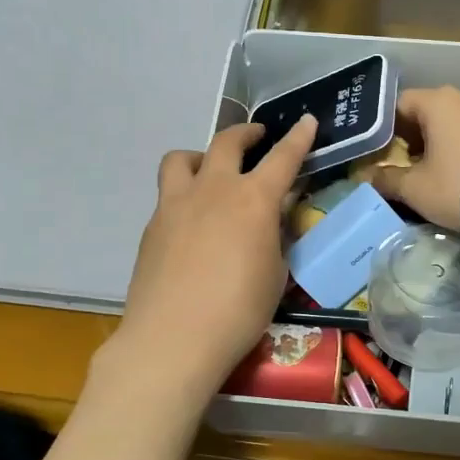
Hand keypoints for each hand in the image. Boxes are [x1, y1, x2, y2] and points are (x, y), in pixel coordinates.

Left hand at [110, 114, 317, 398]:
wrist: (173, 338)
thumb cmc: (238, 312)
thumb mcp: (275, 275)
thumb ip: (274, 239)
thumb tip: (270, 222)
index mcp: (253, 200)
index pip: (283, 158)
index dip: (298, 138)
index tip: (306, 121)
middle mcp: (213, 190)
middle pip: (227, 142)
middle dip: (246, 134)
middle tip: (257, 138)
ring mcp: (176, 204)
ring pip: (183, 158)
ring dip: (202, 156)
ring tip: (210, 172)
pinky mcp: (152, 225)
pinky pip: (168, 194)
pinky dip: (184, 195)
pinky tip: (192, 223)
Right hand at [372, 87, 459, 246]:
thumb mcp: (415, 189)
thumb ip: (387, 180)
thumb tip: (368, 177)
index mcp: (439, 101)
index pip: (400, 103)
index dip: (385, 126)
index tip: (380, 151)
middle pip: (429, 111)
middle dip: (413, 136)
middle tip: (402, 164)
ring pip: (456, 123)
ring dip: (440, 143)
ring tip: (433, 173)